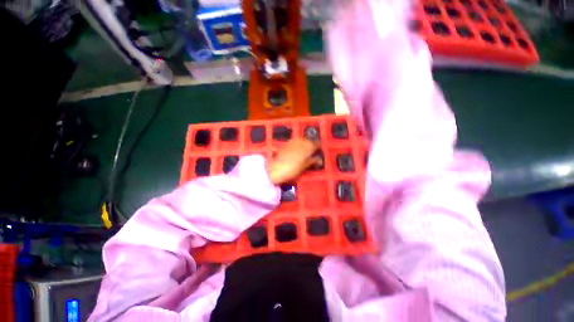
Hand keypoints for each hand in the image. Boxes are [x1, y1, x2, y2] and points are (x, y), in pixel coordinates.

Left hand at [267, 138, 320, 184]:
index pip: (317, 143)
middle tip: (312, 153)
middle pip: (309, 141)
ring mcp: (292, 141)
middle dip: (311, 146)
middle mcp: (301, 140)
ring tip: (304, 152)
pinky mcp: (286, 143)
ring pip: (302, 140)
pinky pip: (295, 142)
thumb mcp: (304, 166)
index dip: (319, 148)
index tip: (319, 152)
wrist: (274, 169)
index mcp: (308, 145)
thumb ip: (313, 161)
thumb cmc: (292, 169)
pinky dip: (297, 145)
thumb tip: (319, 159)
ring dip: (304, 145)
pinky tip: (296, 151)